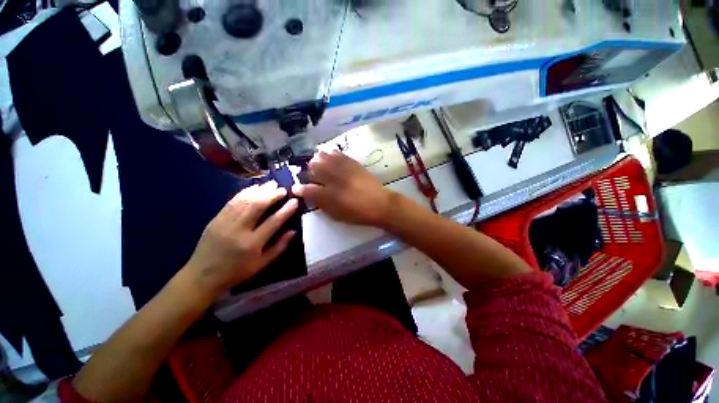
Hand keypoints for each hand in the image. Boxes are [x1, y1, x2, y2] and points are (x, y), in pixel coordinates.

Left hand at [185, 181, 297, 297]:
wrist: (202, 276)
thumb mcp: (262, 264)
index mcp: (252, 243)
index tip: (295, 201)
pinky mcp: (215, 219)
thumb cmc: (237, 272)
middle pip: (257, 206)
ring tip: (271, 184)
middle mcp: (238, 230)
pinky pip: (232, 201)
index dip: (286, 210)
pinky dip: (245, 192)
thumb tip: (293, 231)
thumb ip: (279, 247)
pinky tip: (254, 187)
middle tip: (283, 189)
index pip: (273, 222)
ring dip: (260, 190)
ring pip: (244, 200)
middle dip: (272, 194)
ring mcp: (224, 222)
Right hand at [292, 151, 393, 226]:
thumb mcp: (337, 214)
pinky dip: (332, 154)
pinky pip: (340, 155)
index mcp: (331, 196)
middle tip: (308, 173)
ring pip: (326, 159)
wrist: (381, 204)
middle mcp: (336, 180)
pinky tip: (329, 153)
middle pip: (316, 170)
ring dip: (318, 160)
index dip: (301, 188)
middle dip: (308, 170)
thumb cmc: (358, 213)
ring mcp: (345, 170)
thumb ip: (322, 204)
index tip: (296, 187)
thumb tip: (308, 195)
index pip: (310, 190)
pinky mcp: (355, 165)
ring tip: (315, 161)